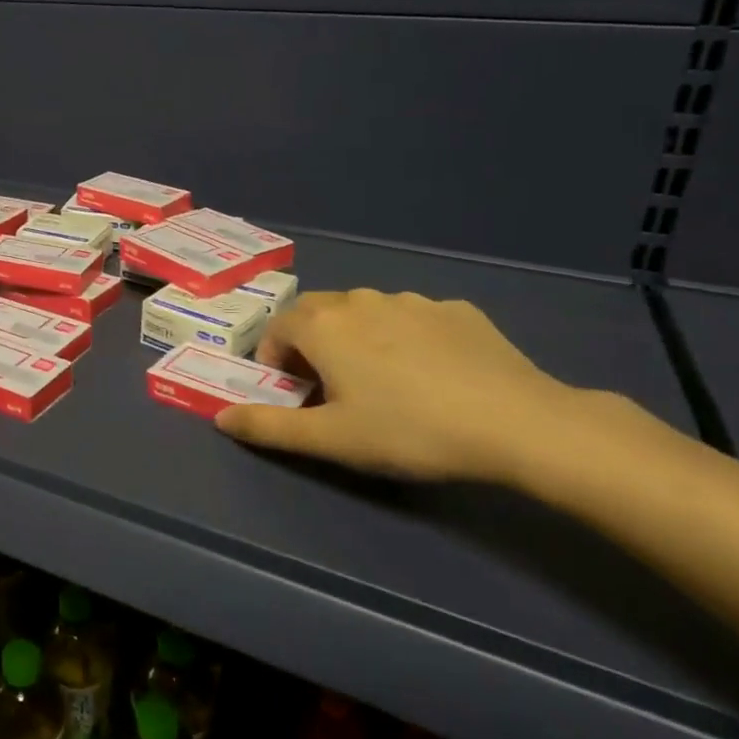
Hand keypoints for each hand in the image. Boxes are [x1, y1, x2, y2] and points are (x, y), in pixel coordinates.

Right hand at [215, 289, 595, 482]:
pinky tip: (431, 374)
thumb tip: (219, 418)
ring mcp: (411, 300)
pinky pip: (411, 318)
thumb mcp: (331, 439)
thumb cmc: (409, 430)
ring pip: (365, 312)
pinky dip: (403, 337)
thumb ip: (268, 427)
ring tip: (382, 382)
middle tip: (330, 388)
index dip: (275, 361)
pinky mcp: (456, 310)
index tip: (293, 394)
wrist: (518, 423)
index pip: (277, 329)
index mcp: (323, 325)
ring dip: (356, 338)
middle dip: (310, 344)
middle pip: (317, 313)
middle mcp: (360, 299)